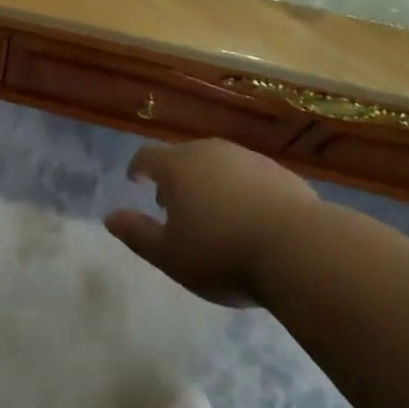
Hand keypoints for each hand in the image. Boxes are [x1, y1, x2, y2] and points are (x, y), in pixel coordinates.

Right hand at [105, 140, 317, 305]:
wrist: (299, 248)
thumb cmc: (222, 253)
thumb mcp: (171, 256)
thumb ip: (137, 234)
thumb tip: (109, 217)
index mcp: (178, 167)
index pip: (148, 156)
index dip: (138, 167)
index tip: (135, 180)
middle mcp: (210, 152)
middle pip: (184, 157)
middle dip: (175, 177)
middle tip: (173, 205)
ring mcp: (247, 158)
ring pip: (218, 164)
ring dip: (209, 182)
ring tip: (213, 213)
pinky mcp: (279, 173)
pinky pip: (250, 176)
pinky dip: (241, 190)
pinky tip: (251, 218)